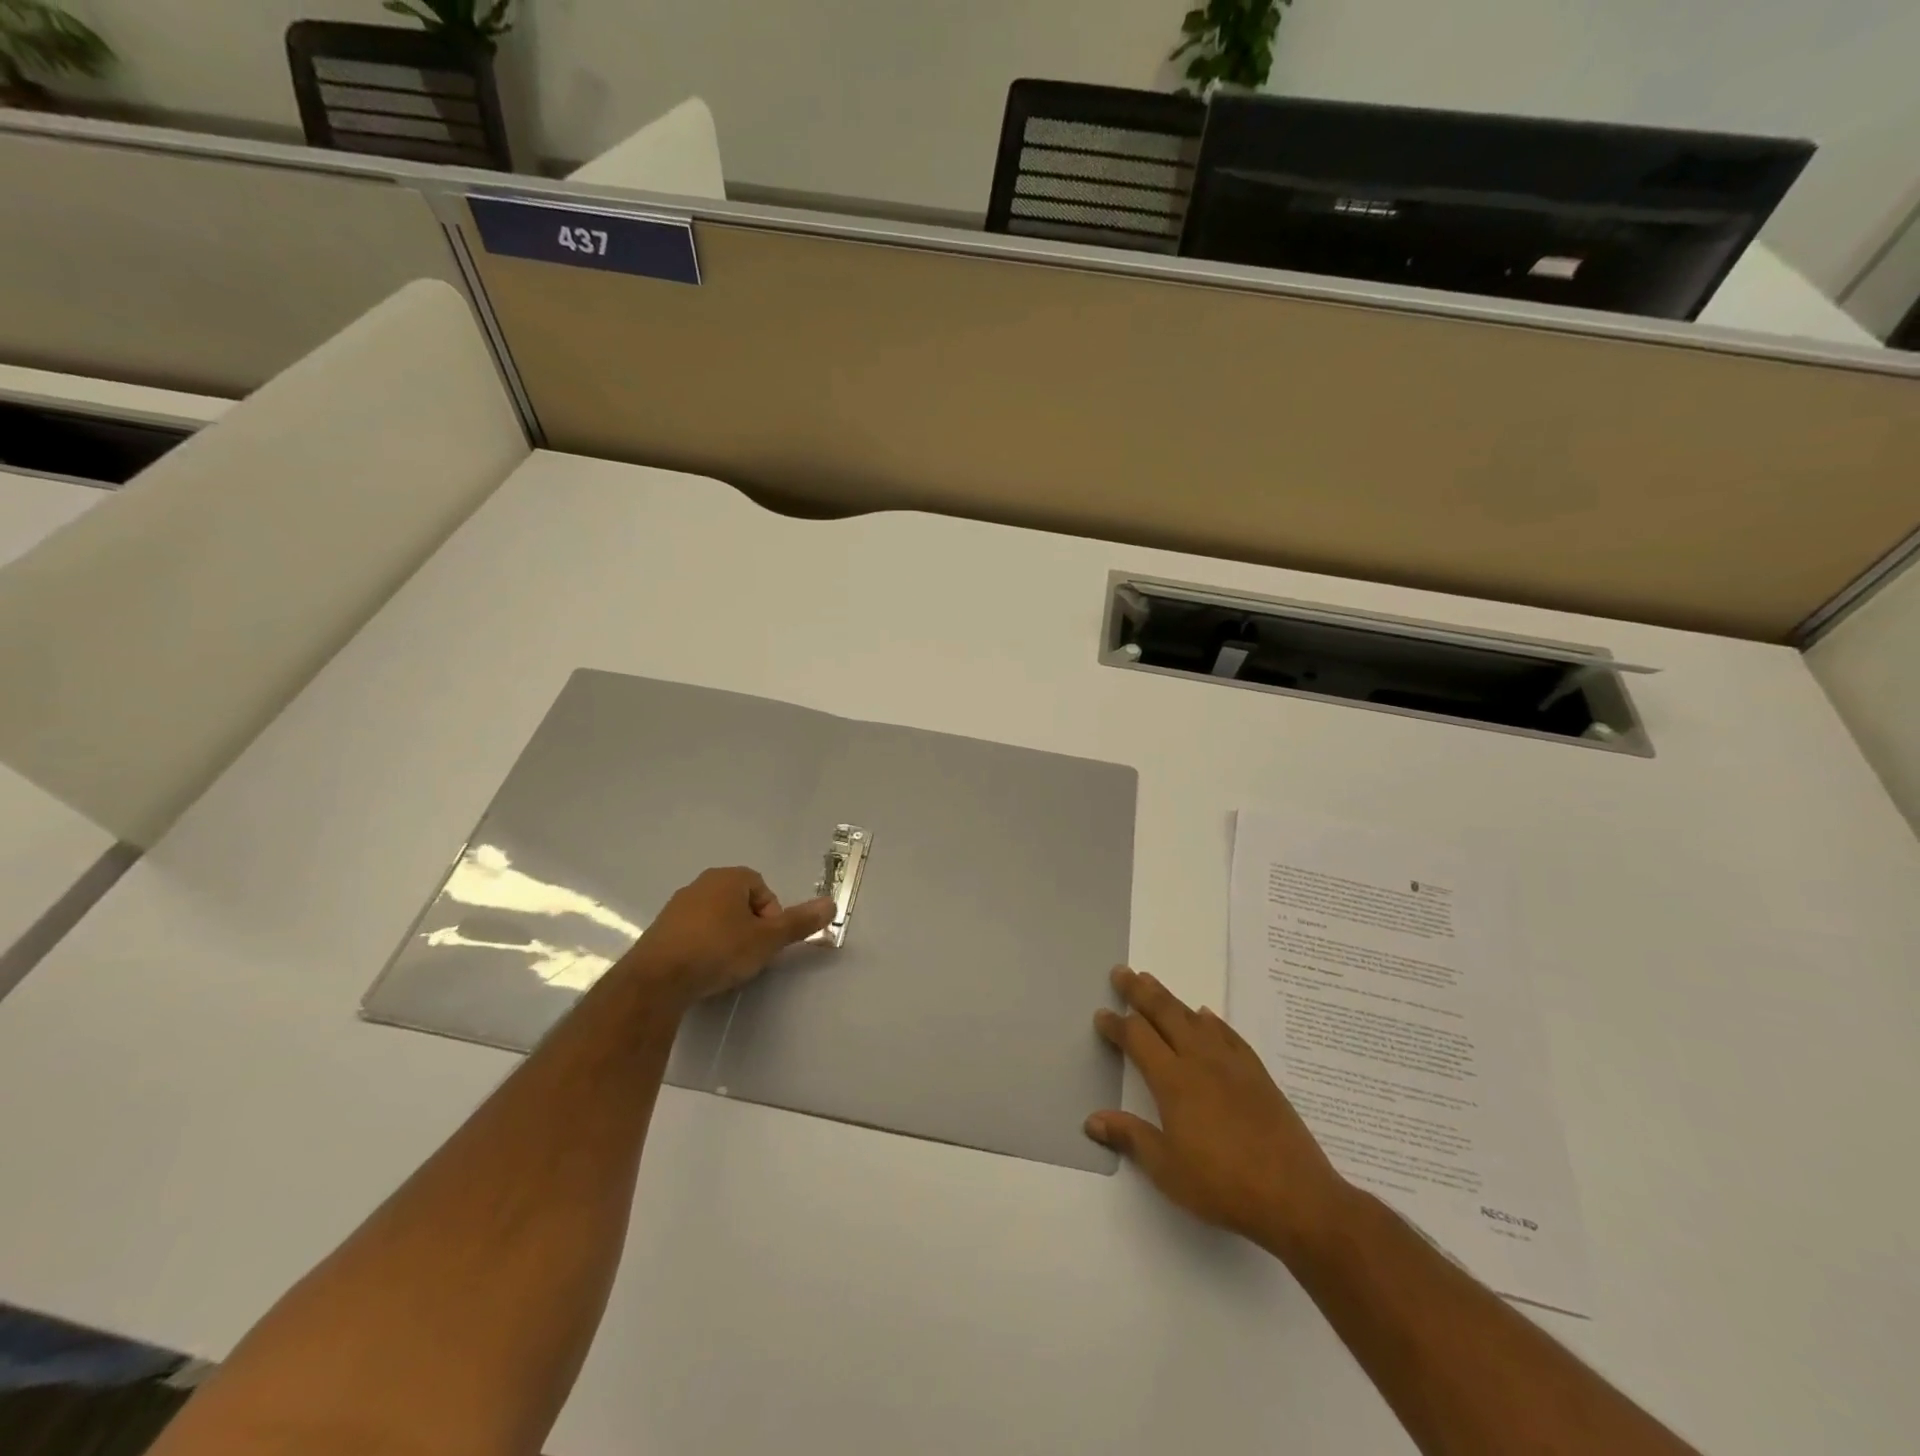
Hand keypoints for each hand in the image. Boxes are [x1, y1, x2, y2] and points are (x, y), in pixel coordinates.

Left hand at [620, 867, 832, 1007]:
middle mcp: (701, 884)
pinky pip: (693, 932)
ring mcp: (677, 906)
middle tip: (751, 954)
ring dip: (727, 936)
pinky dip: (703, 946)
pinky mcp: (661, 930)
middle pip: (740, 902)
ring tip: (727, 965)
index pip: (763, 889)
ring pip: (716, 917)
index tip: (767, 942)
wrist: (657, 979)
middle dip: (750, 926)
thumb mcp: (767, 939)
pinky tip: (703, 969)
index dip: (772, 916)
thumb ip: (799, 923)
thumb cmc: (719, 950)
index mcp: (728, 878)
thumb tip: (832, 904)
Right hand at [1086, 966, 1350, 1258]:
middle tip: (1122, 972)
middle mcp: (1200, 1061)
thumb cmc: (1223, 1185)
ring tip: (1153, 983)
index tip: (1101, 1014)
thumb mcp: (1167, 1169)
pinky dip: (1212, 1021)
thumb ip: (1130, 1138)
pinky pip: (1228, 1035)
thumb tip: (1092, 1120)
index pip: (1137, 1038)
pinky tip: (1207, 1016)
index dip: (1116, 1024)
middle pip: (1165, 1014)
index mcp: (1173, 1081)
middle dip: (1140, 992)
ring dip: (1171, 999)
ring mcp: (1232, 1064)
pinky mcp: (1258, 1074)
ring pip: (1194, 1018)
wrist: (1296, 1196)